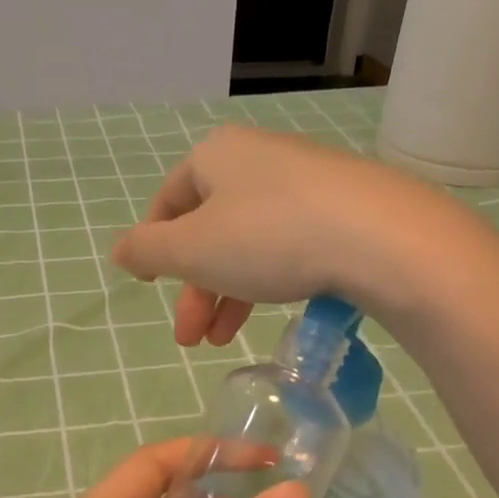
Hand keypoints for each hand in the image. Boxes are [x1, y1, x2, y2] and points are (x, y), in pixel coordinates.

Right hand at [110, 125, 484, 345]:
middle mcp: (258, 159)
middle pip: (209, 229)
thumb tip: (119, 250)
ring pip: (248, 243)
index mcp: (216, 156)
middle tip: (189, 338)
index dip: (154, 246)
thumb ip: (148, 251)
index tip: (150, 287)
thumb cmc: (268, 237)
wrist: (378, 237)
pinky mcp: (340, 210)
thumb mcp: (192, 250)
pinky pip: (287, 246)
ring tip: (221, 341)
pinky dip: (267, 282)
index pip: (169, 201)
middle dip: (194, 289)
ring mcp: (304, 183)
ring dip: (227, 295)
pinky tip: (266, 313)